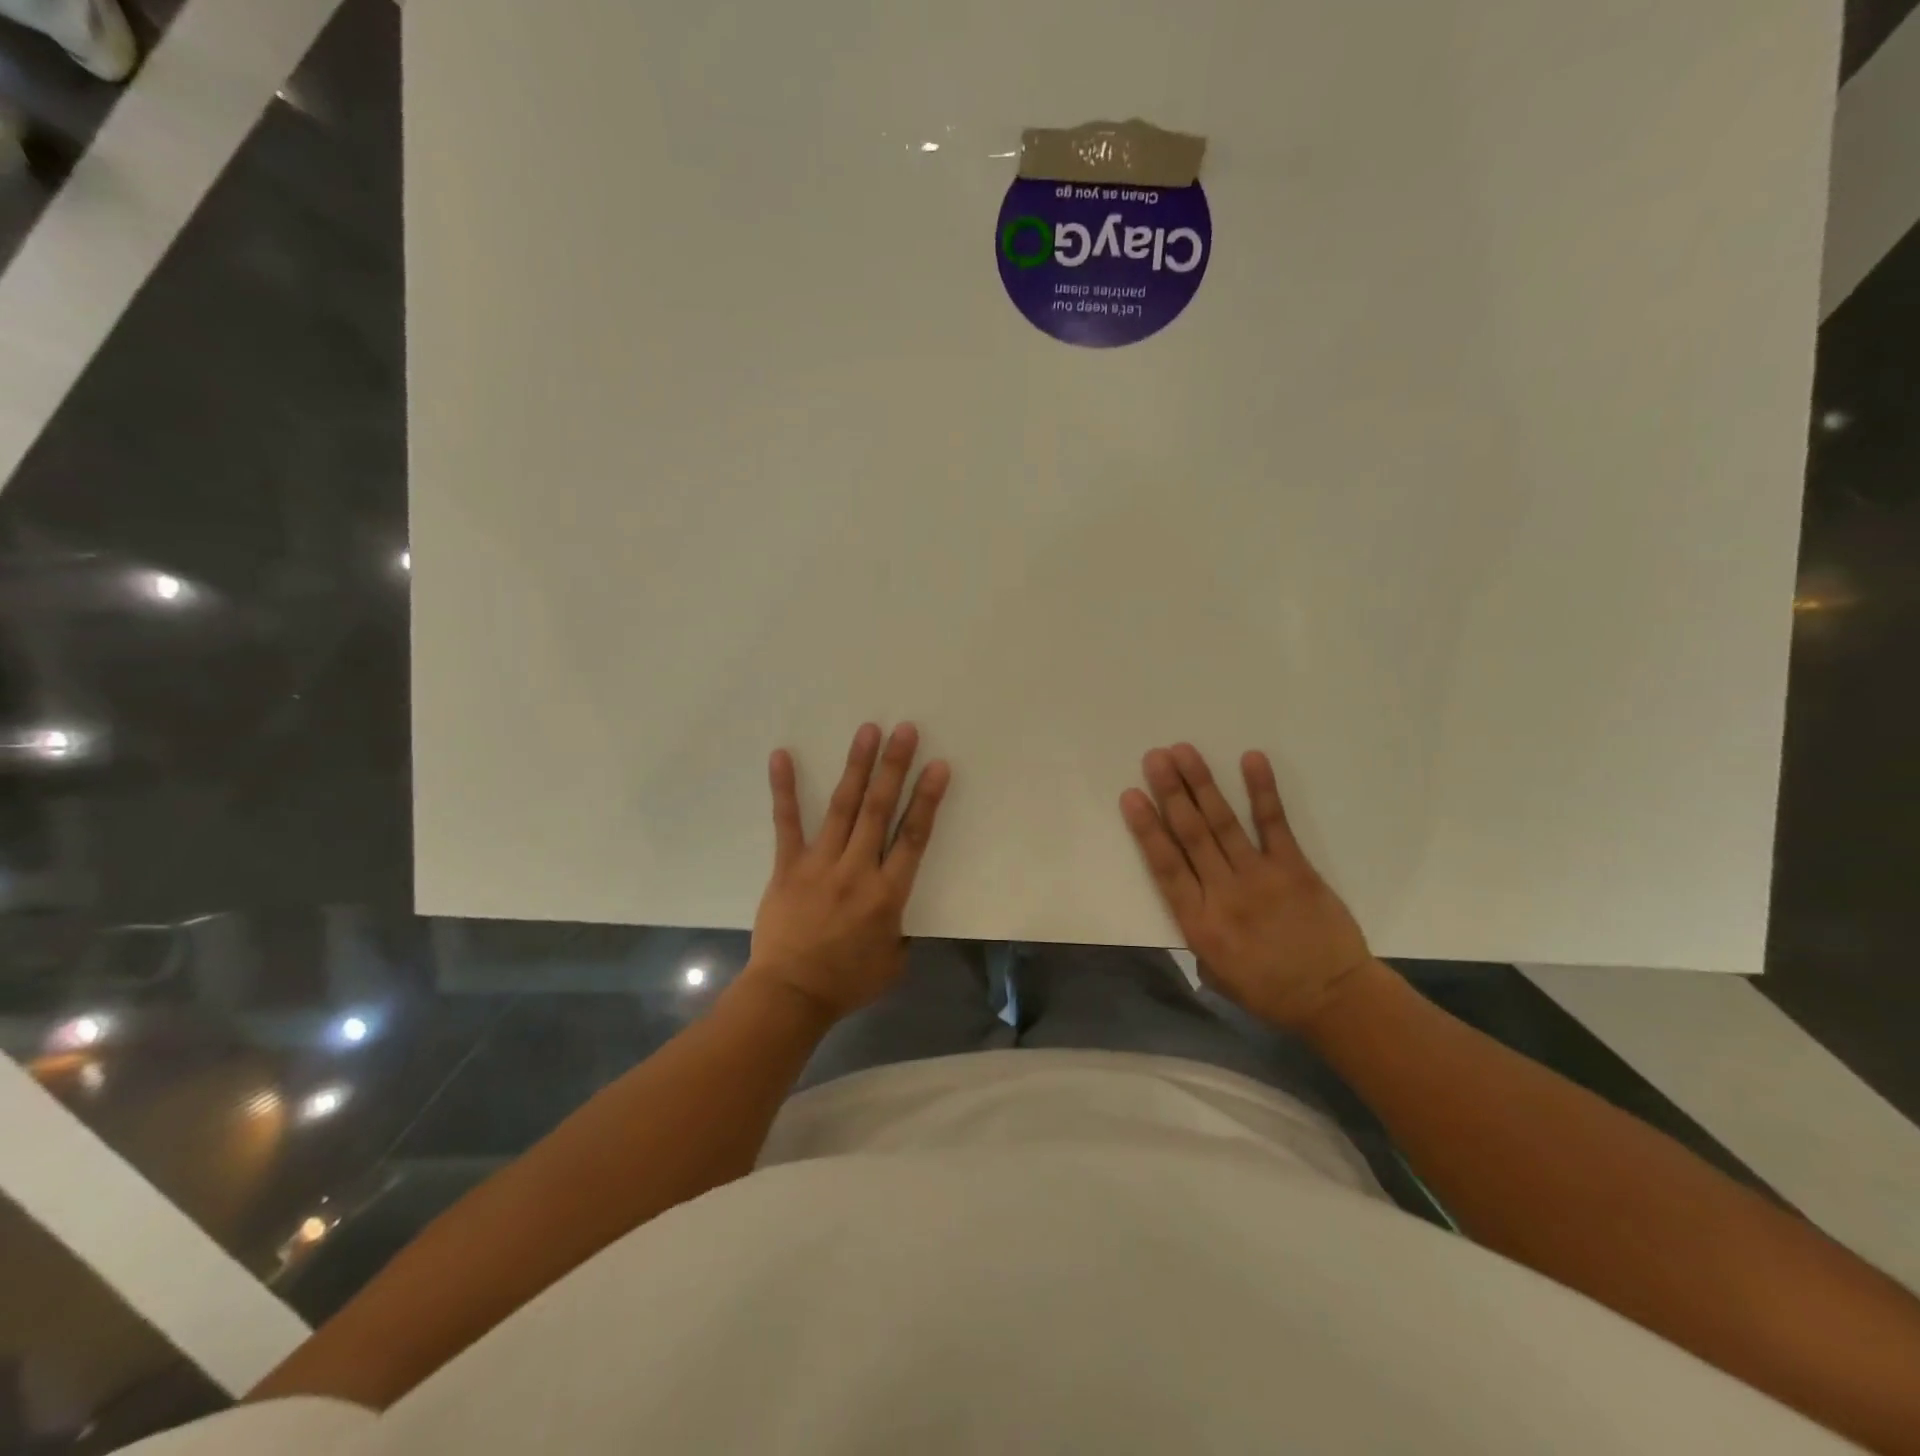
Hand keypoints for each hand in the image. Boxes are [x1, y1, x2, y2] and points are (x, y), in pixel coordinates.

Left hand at [744, 722, 950, 1021]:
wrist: (790, 996)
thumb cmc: (846, 983)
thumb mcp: (893, 963)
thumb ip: (900, 929)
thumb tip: (897, 911)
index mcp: (888, 894)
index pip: (914, 837)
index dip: (927, 799)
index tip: (938, 766)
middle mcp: (857, 870)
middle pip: (880, 810)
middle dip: (894, 768)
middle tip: (905, 730)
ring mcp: (820, 865)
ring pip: (843, 808)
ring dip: (856, 767)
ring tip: (867, 731)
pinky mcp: (787, 867)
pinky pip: (787, 823)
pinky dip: (785, 789)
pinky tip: (782, 756)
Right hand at [1120, 744, 1374, 1029]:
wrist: (1334, 999)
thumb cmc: (1268, 991)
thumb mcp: (1215, 973)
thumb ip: (1195, 933)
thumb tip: (1187, 898)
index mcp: (1199, 923)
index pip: (1165, 866)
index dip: (1146, 828)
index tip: (1131, 796)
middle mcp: (1223, 894)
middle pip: (1190, 834)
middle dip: (1170, 792)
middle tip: (1154, 757)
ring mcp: (1260, 877)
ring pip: (1223, 823)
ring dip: (1201, 784)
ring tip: (1183, 752)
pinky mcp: (1294, 868)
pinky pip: (1274, 824)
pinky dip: (1262, 791)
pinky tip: (1251, 760)